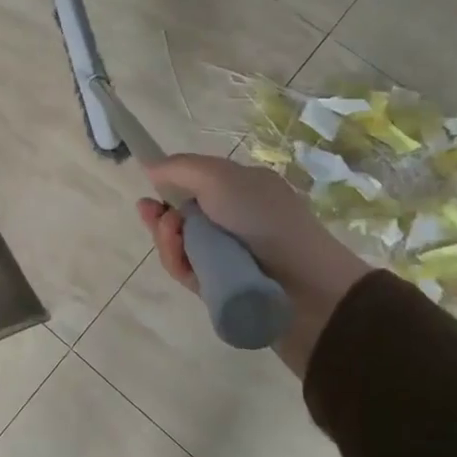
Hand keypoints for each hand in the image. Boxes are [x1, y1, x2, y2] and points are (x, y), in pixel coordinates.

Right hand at [136, 155, 369, 379]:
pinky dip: (179, 265)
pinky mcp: (219, 286)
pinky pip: (186, 271)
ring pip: (179, 244)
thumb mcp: (220, 178)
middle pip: (180, 215)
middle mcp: (233, 220)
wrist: (306, 289)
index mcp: (241, 189)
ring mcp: (226, 255)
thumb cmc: (265, 222)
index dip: (169, 187)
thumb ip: (181, 168)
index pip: (194, 184)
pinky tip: (184, 265)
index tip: (149, 192)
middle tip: (160, 221)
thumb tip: (151, 167)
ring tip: (177, 244)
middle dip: (163, 217)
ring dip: (168, 241)